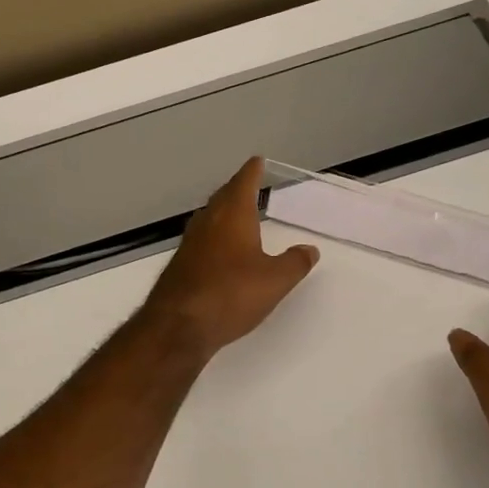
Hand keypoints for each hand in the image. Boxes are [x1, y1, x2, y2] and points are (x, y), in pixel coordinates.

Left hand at [141, 158, 319, 359]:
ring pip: (210, 218)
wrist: (179, 326)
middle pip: (223, 197)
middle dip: (237, 190)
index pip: (243, 182)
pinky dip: (215, 236)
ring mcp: (190, 243)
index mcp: (232, 215)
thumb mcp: (275, 281)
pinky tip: (221, 251)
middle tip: (250, 186)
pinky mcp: (181, 265)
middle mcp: (208, 222)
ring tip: (239, 215)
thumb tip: (309, 249)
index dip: (252, 171)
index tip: (257, 161)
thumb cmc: (231, 294)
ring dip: (224, 213)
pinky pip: (203, 240)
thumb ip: (295, 263)